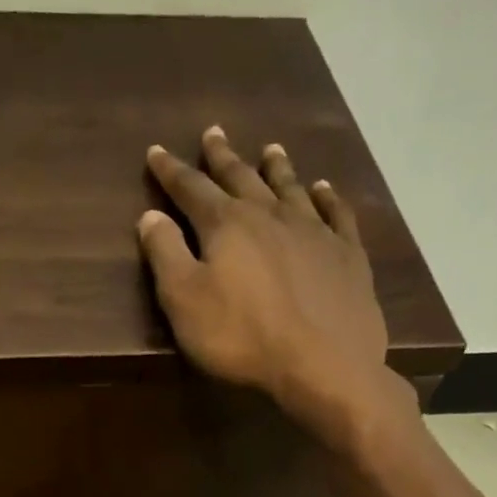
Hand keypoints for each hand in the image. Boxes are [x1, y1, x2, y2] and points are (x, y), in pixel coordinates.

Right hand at [139, 127, 392, 436]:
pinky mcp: (347, 254)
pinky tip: (323, 189)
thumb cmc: (242, 337)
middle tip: (214, 133)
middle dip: (223, 158)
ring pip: (290, 188)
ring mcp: (314, 231)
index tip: (157, 151)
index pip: (191, 190)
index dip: (171, 171)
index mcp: (226, 225)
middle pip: (242, 179)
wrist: (322, 364)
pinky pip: (336, 214)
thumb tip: (150, 215)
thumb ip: (165, 255)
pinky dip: (328, 197)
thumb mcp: (185, 301)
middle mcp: (270, 215)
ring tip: (270, 148)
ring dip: (276, 168)